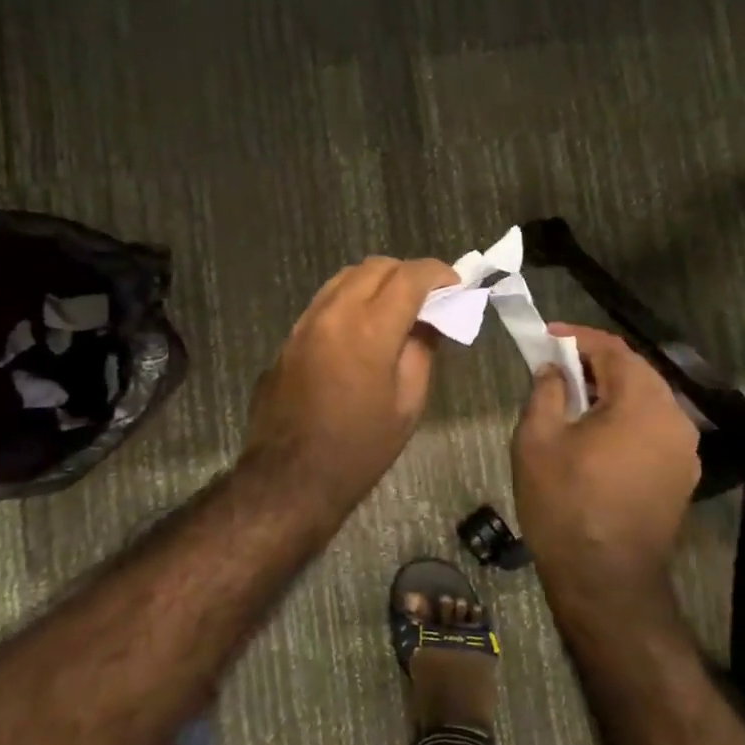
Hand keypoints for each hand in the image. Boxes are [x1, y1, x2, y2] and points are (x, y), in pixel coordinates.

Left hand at [242, 256, 458, 516]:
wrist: (289, 478)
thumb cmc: (359, 449)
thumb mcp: (407, 404)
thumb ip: (421, 351)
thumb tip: (430, 320)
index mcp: (369, 329)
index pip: (409, 277)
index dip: (438, 273)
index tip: (455, 284)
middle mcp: (333, 313)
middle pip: (375, 267)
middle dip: (407, 273)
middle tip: (429, 298)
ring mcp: (305, 322)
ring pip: (345, 277)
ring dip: (376, 282)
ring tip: (397, 308)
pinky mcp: (289, 337)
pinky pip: (325, 300)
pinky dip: (351, 299)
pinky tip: (363, 327)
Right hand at [512, 323, 701, 595]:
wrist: (605, 581)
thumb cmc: (564, 503)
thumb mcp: (537, 439)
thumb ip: (546, 391)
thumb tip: (555, 370)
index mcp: (642, 403)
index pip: (614, 349)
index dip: (578, 337)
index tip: (546, 336)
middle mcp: (674, 419)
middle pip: (635, 372)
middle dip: (594, 363)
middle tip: (555, 366)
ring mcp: (684, 451)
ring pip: (646, 401)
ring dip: (610, 392)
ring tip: (571, 399)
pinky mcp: (681, 477)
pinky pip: (652, 429)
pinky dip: (624, 419)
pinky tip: (595, 434)